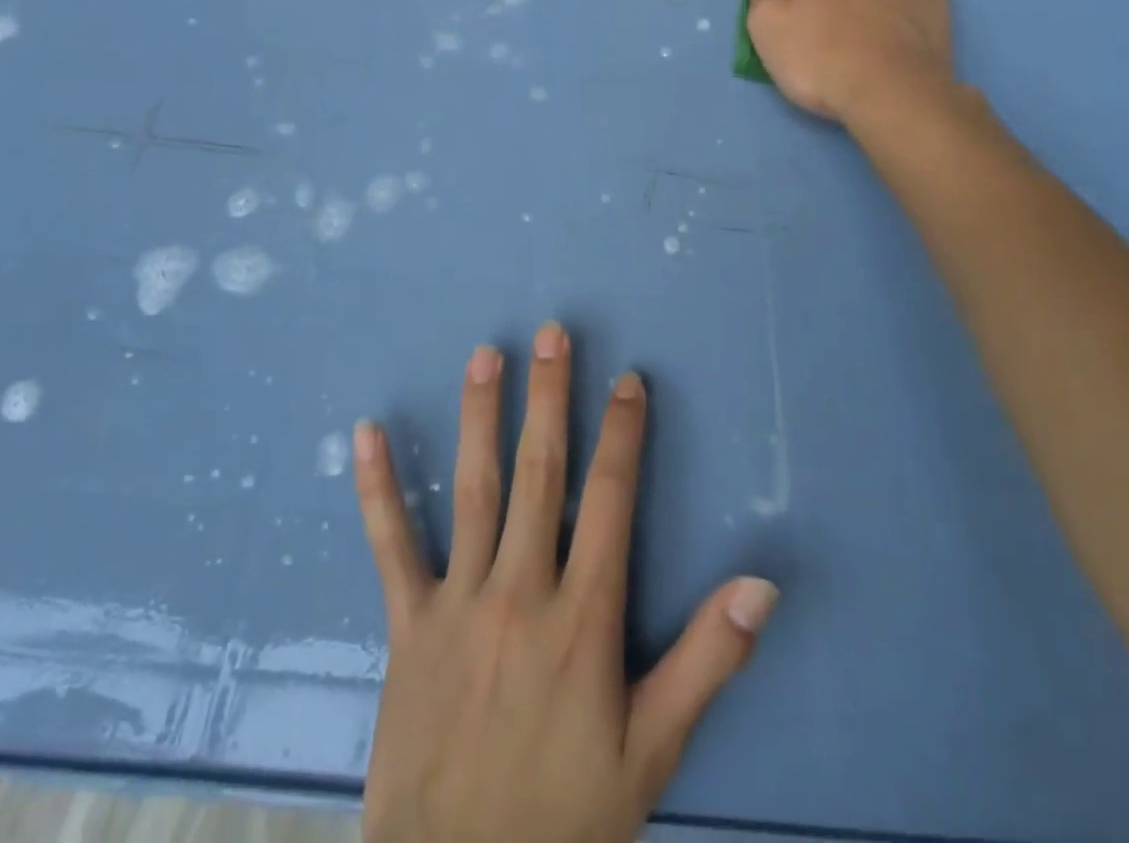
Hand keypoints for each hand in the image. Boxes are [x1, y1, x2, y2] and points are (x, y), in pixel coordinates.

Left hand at [355, 321, 779, 842]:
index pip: (611, 501)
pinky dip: (379, 487)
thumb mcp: (652, 750)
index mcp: (584, 618)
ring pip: (474, 490)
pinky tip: (366, 433)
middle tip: (552, 334)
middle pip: (541, 474)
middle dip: (549, 398)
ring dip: (480, 416)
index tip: (627, 380)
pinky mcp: (408, 624)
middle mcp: (521, 591)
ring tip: (485, 354)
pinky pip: (390, 546)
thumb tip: (762, 585)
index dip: (622, 435)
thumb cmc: (566, 816)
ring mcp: (459, 602)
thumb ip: (708, 661)